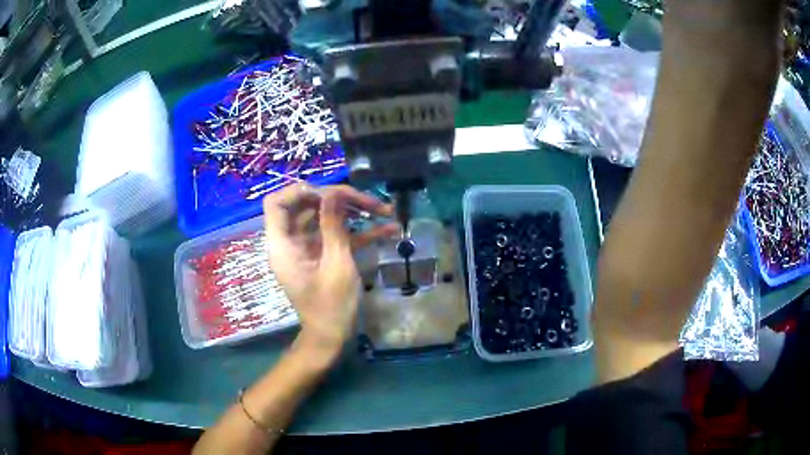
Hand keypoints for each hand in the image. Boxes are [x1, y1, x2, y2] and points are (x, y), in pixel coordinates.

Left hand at [263, 184, 396, 357]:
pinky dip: (359, 232)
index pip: (277, 203)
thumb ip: (333, 225)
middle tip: (368, 202)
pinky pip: (337, 235)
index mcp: (283, 244)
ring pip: (325, 218)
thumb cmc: (331, 306)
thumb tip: (332, 192)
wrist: (332, 338)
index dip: (299, 191)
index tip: (329, 194)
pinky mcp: (323, 255)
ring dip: (354, 213)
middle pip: (307, 206)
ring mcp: (308, 248)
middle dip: (338, 199)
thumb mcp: (336, 264)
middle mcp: (291, 241)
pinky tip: (389, 229)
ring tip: (385, 211)